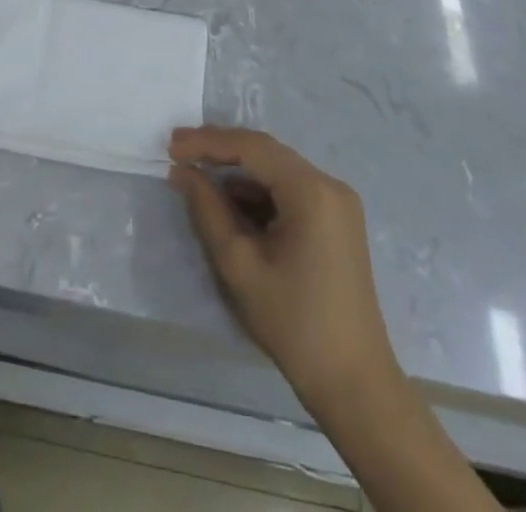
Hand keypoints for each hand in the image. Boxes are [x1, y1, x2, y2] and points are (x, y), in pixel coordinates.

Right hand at [169, 126, 398, 405]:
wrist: (354, 385)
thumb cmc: (294, 324)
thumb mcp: (239, 265)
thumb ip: (207, 210)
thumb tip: (183, 172)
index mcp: (312, 191)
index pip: (252, 147)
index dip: (208, 141)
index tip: (171, 146)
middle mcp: (330, 185)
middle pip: (266, 153)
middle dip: (221, 151)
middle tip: (179, 154)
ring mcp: (337, 203)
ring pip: (277, 171)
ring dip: (238, 174)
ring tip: (198, 180)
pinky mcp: (336, 222)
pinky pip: (290, 191)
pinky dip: (259, 195)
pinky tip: (231, 207)